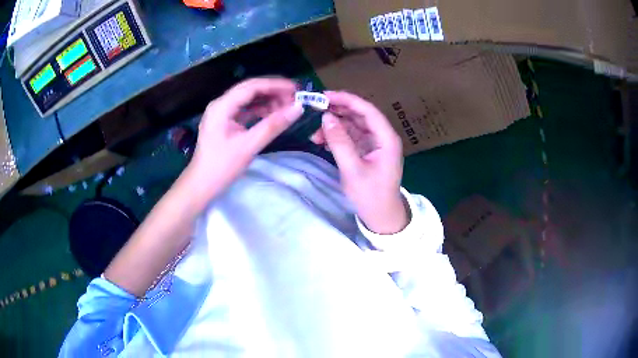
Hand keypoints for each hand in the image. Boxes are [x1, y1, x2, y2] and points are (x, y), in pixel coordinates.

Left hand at [185, 78, 303, 203]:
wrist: (201, 185)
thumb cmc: (221, 167)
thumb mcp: (249, 146)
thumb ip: (273, 125)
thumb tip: (298, 108)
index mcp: (222, 106)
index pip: (251, 86)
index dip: (275, 85)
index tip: (296, 89)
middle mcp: (221, 104)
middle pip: (250, 90)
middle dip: (273, 92)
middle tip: (294, 98)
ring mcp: (222, 113)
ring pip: (248, 99)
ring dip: (267, 101)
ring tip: (287, 107)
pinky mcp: (224, 122)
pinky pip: (245, 110)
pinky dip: (260, 111)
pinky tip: (273, 115)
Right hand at [311, 91, 408, 234]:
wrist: (381, 217)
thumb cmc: (371, 195)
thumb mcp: (353, 169)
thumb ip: (339, 142)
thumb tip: (326, 118)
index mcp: (386, 138)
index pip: (367, 110)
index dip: (346, 100)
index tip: (325, 96)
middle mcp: (382, 137)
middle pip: (359, 115)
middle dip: (337, 111)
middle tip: (315, 109)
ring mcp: (374, 144)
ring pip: (353, 126)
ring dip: (334, 127)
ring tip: (315, 134)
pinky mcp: (366, 152)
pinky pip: (351, 138)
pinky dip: (337, 138)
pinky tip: (323, 142)